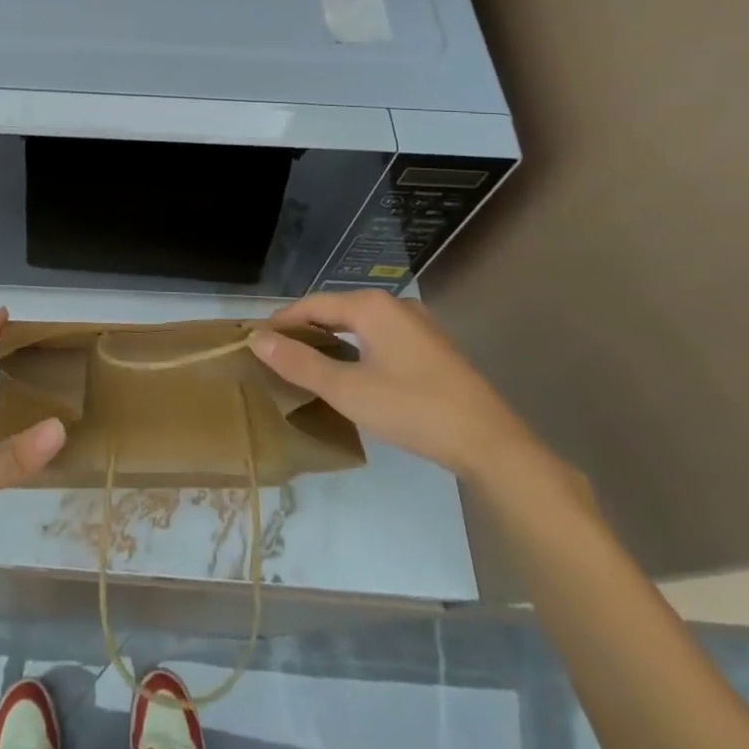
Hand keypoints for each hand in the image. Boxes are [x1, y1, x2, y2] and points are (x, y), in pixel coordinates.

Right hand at [249, 290, 538, 478]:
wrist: (490, 443)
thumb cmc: (413, 409)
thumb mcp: (348, 390)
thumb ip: (300, 364)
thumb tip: (258, 340)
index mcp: (372, 306)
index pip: (313, 305)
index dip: (283, 322)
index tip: (258, 341)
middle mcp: (395, 305)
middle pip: (337, 311)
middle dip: (306, 331)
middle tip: (278, 355)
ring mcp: (418, 325)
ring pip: (360, 325)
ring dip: (332, 341)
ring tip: (308, 364)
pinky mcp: (432, 348)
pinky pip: (381, 337)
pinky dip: (357, 348)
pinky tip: (352, 372)